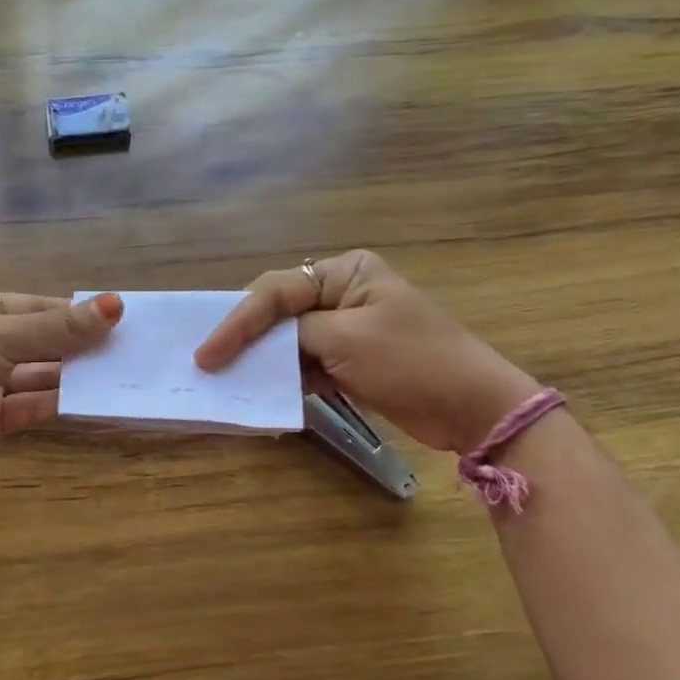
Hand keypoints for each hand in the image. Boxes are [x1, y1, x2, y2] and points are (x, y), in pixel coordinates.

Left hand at [0, 290, 122, 489]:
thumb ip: (59, 328)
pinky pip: (29, 407)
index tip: (114, 317)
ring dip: (71, 376)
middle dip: (76, 346)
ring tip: (117, 375)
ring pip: (36, 376)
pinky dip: (56, 404)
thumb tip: (115, 305)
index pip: (31, 306)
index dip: (70, 312)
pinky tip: (91, 402)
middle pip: (37, 342)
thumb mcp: (1, 336)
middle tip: (125, 348)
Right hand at [194, 250, 536, 453]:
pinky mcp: (348, 362)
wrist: (472, 407)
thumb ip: (293, 334)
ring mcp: (344, 329)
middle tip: (207, 361)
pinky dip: (283, 378)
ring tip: (224, 378)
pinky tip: (260, 391)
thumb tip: (254, 345)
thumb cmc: (412, 361)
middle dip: (245, 337)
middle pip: (277, 312)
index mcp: (344, 272)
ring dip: (261, 360)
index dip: (237, 322)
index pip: (276, 292)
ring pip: (287, 340)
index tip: (207, 354)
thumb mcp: (346, 339)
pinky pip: (303, 365)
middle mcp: (340, 293)